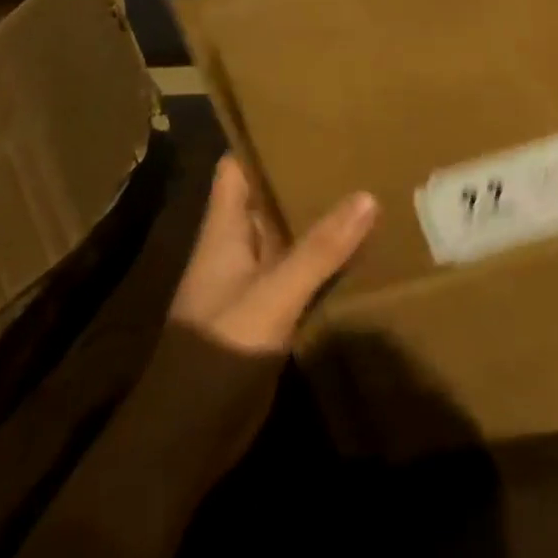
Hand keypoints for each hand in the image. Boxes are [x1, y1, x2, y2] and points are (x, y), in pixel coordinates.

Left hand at [154, 156, 376, 488]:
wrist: (186, 440)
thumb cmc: (216, 354)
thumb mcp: (271, 297)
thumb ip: (318, 250)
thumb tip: (367, 196)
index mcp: (224, 233)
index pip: (236, 170)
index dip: (261, 141)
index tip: (305, 117)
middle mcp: (238, 250)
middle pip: (269, 199)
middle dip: (304, 175)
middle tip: (355, 146)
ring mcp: (255, 284)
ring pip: (290, 236)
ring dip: (321, 217)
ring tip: (371, 184)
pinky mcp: (271, 314)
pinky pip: (304, 273)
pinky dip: (328, 259)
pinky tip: (366, 247)